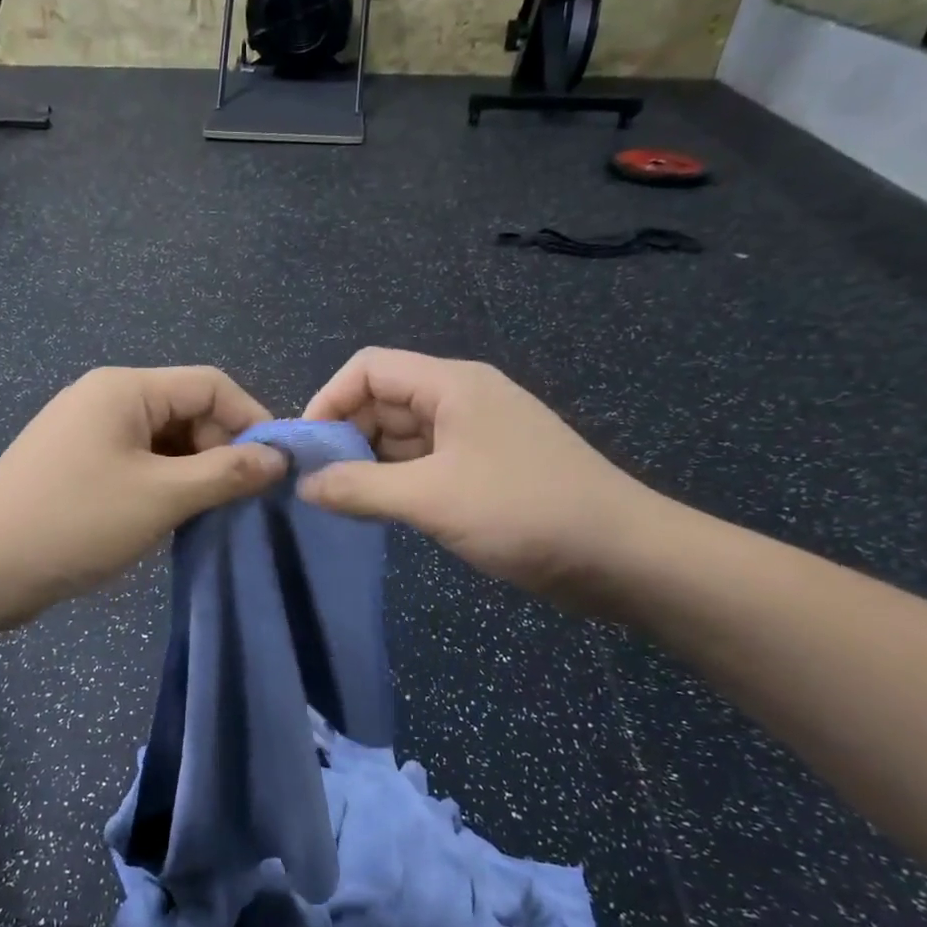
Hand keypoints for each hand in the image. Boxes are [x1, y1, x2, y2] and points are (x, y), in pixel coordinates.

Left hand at [0, 366, 285, 625]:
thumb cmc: (74, 522)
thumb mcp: (161, 497)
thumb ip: (225, 473)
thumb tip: (278, 459)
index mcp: (125, 389)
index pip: (209, 384)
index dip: (251, 419)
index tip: (276, 468)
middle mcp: (106, 398)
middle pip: (186, 410)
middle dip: (220, 449)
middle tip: (240, 500)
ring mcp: (86, 432)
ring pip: (162, 441)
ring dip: (193, 472)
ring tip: (211, 513)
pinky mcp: (75, 465)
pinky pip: (136, 463)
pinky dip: (163, 485)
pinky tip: (171, 518)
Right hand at [299, 348, 661, 597]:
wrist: (622, 557)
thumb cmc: (523, 511)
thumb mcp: (431, 498)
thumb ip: (360, 488)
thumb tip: (303, 485)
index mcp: (450, 384)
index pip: (369, 369)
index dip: (329, 400)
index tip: (306, 450)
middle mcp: (460, 399)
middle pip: (383, 401)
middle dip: (345, 436)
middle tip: (317, 485)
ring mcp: (474, 435)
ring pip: (402, 436)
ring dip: (368, 463)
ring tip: (340, 503)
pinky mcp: (484, 469)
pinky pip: (424, 463)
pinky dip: (396, 482)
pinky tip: (378, 511)